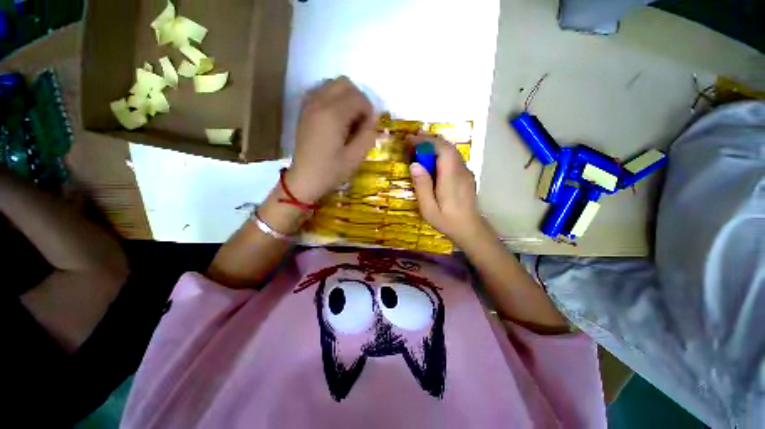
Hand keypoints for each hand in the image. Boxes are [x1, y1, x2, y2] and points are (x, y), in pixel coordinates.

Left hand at [285, 77, 376, 202]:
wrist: (304, 179)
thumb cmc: (330, 171)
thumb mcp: (355, 158)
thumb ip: (368, 135)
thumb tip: (371, 121)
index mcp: (333, 115)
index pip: (359, 98)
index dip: (369, 112)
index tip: (368, 129)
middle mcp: (319, 102)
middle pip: (345, 83)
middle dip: (358, 100)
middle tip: (359, 122)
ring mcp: (308, 104)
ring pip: (332, 85)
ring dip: (346, 97)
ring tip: (348, 120)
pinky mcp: (304, 109)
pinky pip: (322, 92)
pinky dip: (333, 99)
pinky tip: (335, 118)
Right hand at [409, 136, 486, 247]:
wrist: (471, 229)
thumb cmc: (447, 221)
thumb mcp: (428, 208)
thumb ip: (422, 186)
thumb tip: (414, 164)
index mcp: (451, 177)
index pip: (442, 149)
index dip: (425, 141)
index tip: (410, 139)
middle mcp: (461, 170)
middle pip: (447, 146)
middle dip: (429, 139)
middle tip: (412, 139)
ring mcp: (466, 172)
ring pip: (451, 151)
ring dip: (435, 145)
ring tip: (419, 147)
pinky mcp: (466, 176)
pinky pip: (453, 159)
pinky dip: (441, 153)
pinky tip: (432, 161)